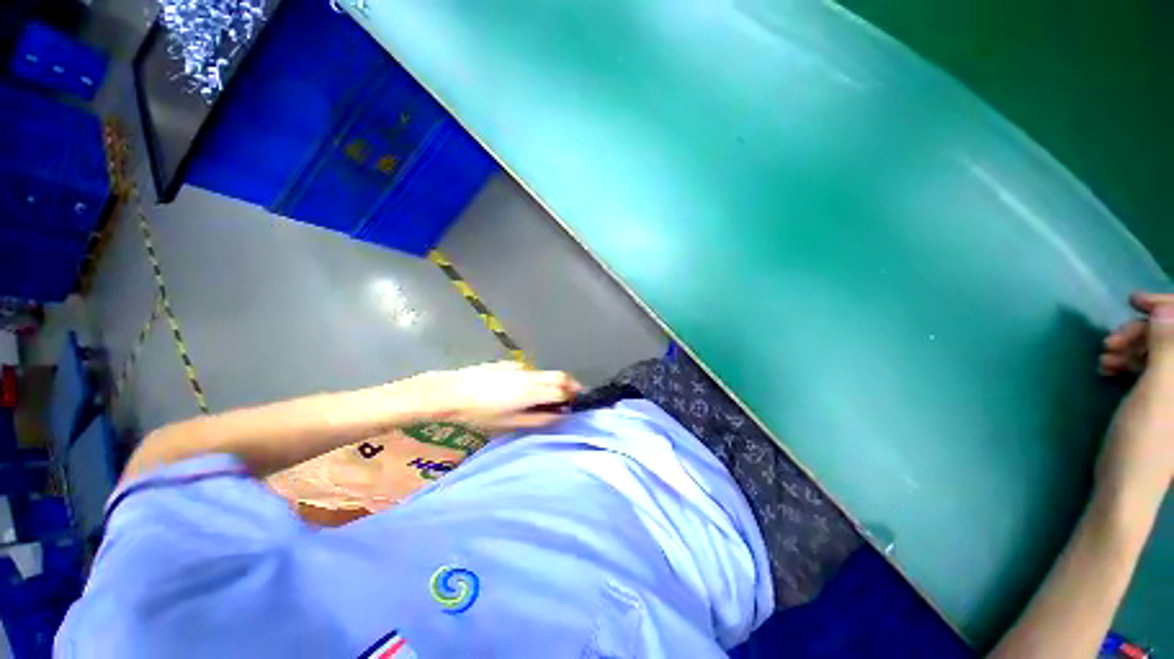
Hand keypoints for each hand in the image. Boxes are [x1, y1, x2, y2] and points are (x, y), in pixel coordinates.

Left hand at [405, 361, 582, 430]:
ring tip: (547, 397)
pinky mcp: (511, 363)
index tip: (577, 403)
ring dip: (554, 382)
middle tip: (571, 397)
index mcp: (533, 391)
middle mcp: (532, 375)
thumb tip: (559, 415)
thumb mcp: (510, 423)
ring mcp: (521, 367)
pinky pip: (532, 372)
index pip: (563, 389)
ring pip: (546, 373)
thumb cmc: (481, 413)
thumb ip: (538, 419)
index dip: (573, 396)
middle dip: (570, 385)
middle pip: (560, 376)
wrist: (453, 392)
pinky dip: (538, 380)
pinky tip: (525, 390)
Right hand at [1099, 292, 1173, 513]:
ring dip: (1133, 346)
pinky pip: (1151, 365)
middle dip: (1143, 330)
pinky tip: (1109, 367)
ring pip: (1160, 349)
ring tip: (1105, 356)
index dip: (1168, 307)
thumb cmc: (1145, 442)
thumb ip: (1167, 349)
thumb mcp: (1156, 393)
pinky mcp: (1163, 398)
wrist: (1127, 485)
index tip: (1135, 302)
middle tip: (1111, 340)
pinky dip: (1131, 360)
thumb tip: (1166, 309)